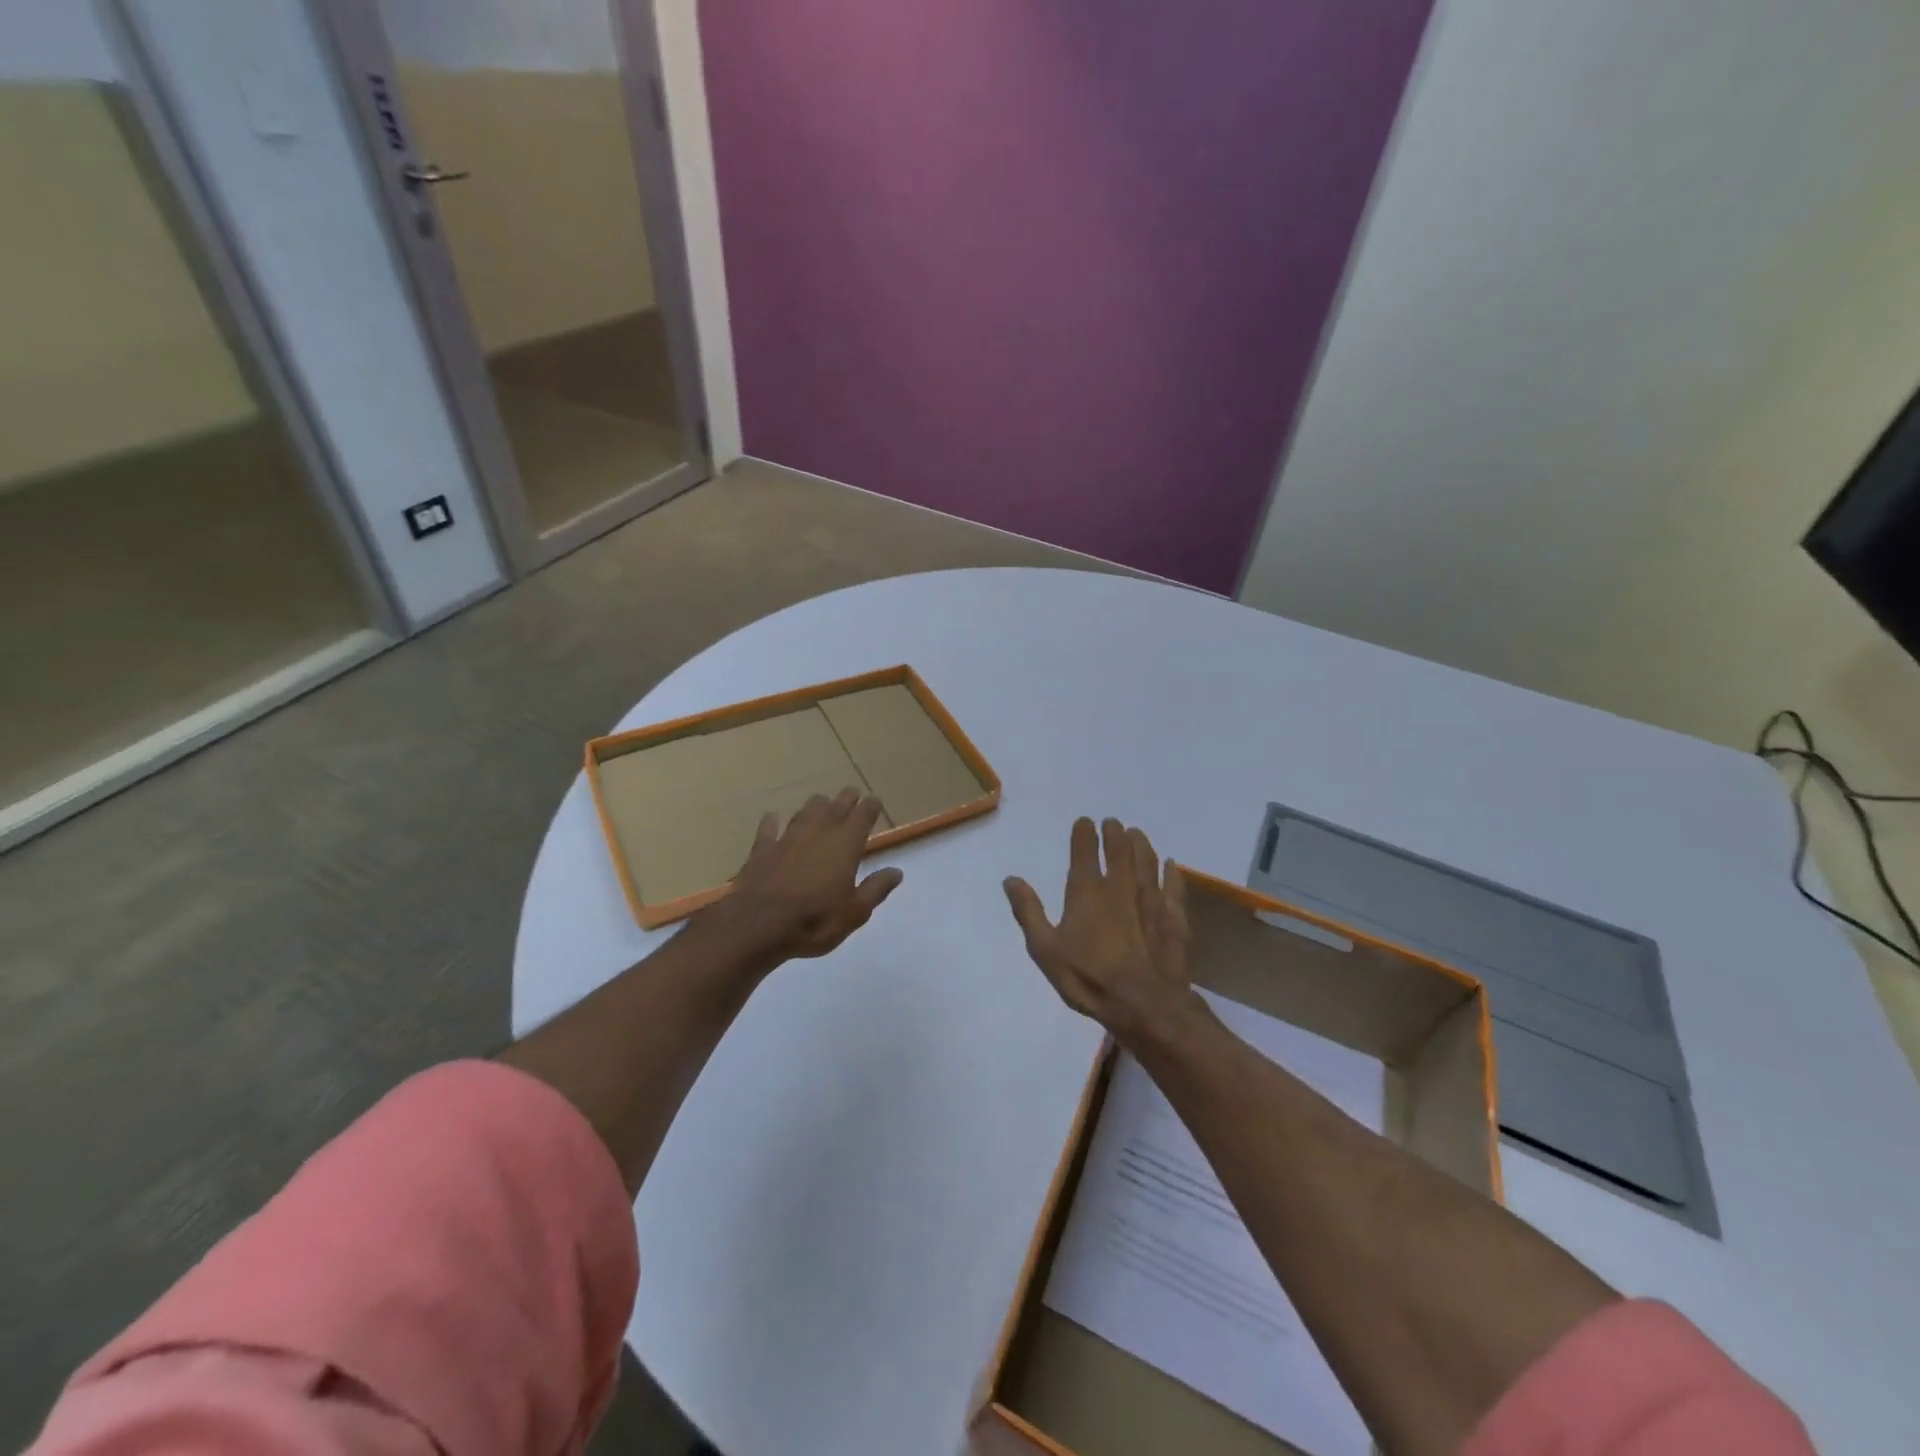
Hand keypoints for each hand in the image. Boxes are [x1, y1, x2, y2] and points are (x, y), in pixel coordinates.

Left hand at [707, 787, 903, 969]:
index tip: (875, 802)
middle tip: (852, 794)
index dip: (871, 806)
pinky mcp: (762, 849)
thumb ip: (876, 888)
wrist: (758, 926)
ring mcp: (788, 837)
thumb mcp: (855, 912)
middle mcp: (819, 831)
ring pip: (806, 811)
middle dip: (846, 798)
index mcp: (846, 843)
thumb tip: (896, 871)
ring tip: (822, 803)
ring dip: (816, 806)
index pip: (863, 814)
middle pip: (836, 805)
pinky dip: (773, 822)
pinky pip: (769, 828)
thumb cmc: (815, 920)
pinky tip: (773, 818)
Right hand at [1004, 816, 1191, 1046]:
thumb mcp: (1045, 949)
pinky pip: (1174, 888)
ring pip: (1147, 862)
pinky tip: (1172, 865)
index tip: (1085, 821)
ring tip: (1137, 833)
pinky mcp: (1173, 919)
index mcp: (1087, 892)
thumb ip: (1029, 912)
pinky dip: (1172, 874)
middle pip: (1120, 851)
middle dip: (1115, 834)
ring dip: (1141, 845)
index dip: (1084, 834)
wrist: (1144, 1005)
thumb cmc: (1089, 978)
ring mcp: (1151, 901)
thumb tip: (1011, 879)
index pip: (1084, 852)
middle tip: (1113, 823)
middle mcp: (1120, 887)